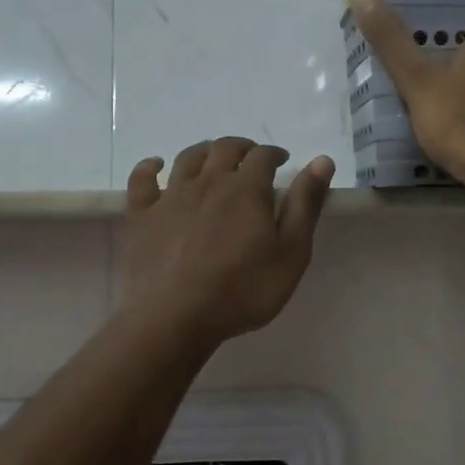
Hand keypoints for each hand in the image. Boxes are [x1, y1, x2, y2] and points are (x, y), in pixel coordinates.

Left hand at [119, 138, 335, 347]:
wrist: (174, 317)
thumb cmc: (242, 290)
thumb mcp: (291, 253)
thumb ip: (305, 205)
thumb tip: (322, 160)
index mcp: (246, 189)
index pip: (263, 156)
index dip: (274, 153)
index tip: (282, 161)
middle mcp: (208, 182)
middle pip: (225, 149)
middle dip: (243, 148)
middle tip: (251, 159)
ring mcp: (171, 196)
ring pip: (188, 158)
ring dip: (205, 151)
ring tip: (214, 159)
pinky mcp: (142, 215)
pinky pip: (142, 180)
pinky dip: (149, 167)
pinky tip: (155, 166)